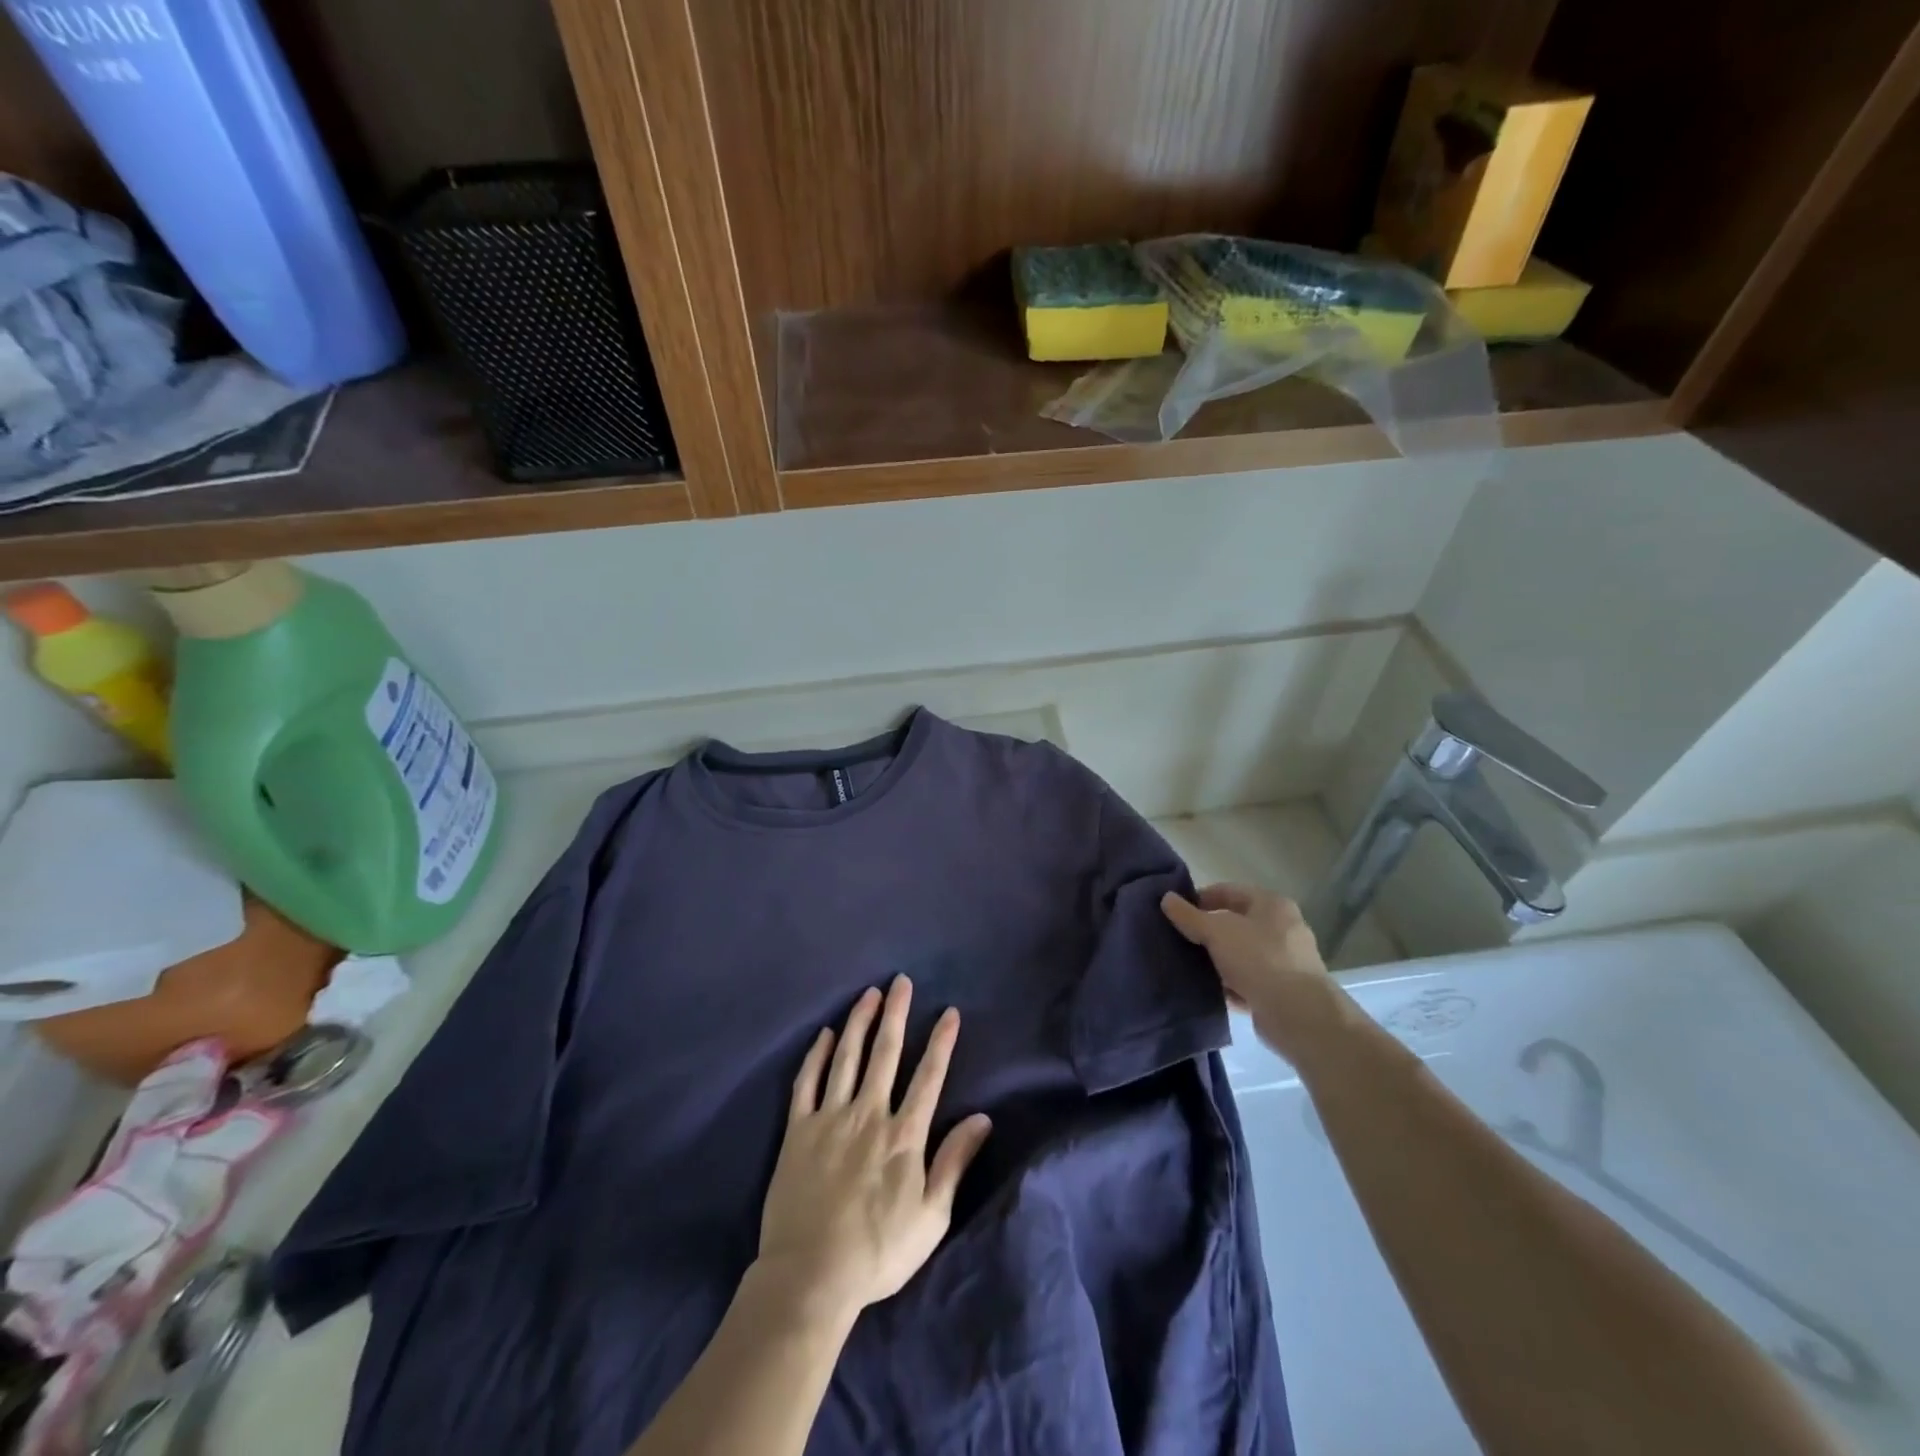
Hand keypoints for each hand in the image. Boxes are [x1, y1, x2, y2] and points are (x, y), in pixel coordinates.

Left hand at [756, 976, 992, 1326]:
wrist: (809, 1277)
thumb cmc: (877, 1253)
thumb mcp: (931, 1218)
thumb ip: (954, 1163)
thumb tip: (982, 1119)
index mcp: (903, 1136)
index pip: (928, 1077)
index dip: (941, 1042)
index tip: (949, 1012)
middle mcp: (868, 1115)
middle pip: (885, 1054)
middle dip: (896, 1014)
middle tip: (900, 981)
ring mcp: (830, 1119)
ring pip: (847, 1058)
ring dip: (859, 1022)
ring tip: (868, 994)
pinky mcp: (797, 1131)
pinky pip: (807, 1083)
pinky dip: (817, 1055)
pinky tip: (825, 1034)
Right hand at [1160, 883, 1344, 1059]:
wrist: (1298, 1015)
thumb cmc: (1259, 959)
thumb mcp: (1217, 932)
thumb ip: (1189, 916)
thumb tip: (1166, 898)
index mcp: (1272, 904)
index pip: (1229, 891)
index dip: (1200, 898)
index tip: (1176, 911)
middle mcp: (1282, 929)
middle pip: (1235, 923)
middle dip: (1206, 931)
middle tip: (1178, 938)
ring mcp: (1284, 961)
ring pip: (1240, 953)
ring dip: (1216, 959)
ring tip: (1187, 964)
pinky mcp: (1281, 991)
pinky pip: (1246, 980)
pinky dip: (1228, 983)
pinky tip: (1207, 988)